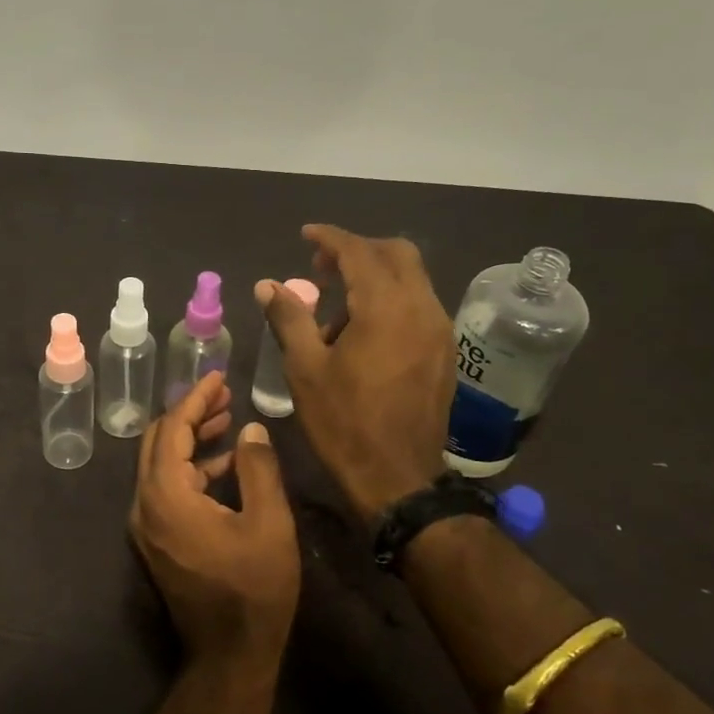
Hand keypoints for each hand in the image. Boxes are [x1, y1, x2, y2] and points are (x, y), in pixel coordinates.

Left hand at [129, 371, 300, 677]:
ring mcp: (146, 525)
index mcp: (165, 495)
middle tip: (224, 397)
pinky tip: (224, 466)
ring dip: (191, 441)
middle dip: (189, 415)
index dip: (195, 399)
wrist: (229, 655)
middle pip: (158, 442)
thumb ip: (258, 468)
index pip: (172, 429)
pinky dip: (191, 469)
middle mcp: (144, 505)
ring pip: (161, 465)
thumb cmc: (254, 589)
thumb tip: (250, 429)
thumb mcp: (269, 524)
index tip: (218, 377)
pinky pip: (166, 489)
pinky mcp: (156, 540)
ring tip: (228, 422)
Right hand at [257, 224, 454, 516]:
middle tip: (322, 266)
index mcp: (386, 308)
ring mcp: (439, 330)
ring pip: (412, 279)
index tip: (305, 235)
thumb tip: (268, 285)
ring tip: (337, 308)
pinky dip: (391, 300)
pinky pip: (418, 305)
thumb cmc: (344, 422)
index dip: (329, 237)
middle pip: (397, 254)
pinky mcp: (444, 352)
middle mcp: (422, 308)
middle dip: (358, 249)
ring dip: (375, 277)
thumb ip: (289, 318)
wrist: (398, 478)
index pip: (359, 251)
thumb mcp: (305, 369)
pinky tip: (363, 332)